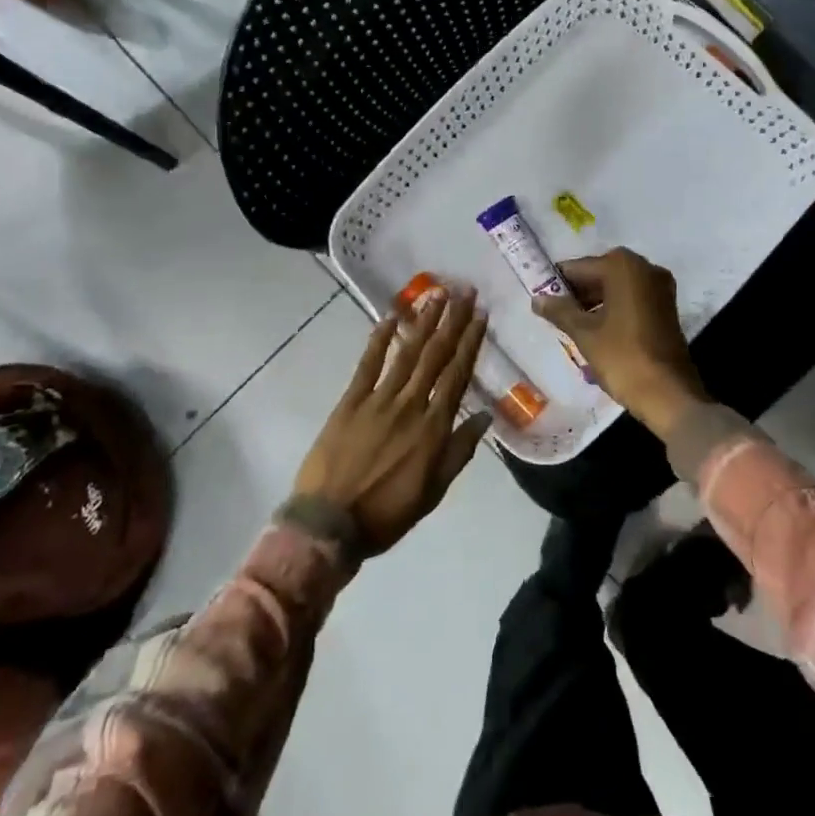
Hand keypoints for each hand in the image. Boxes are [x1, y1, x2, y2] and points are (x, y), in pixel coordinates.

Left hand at [293, 290, 491, 556]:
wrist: (329, 524)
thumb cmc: (387, 514)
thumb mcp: (434, 491)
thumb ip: (459, 451)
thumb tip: (485, 416)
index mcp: (433, 428)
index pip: (457, 375)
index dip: (470, 343)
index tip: (480, 316)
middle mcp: (410, 405)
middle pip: (436, 356)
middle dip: (452, 322)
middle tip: (464, 292)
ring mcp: (378, 400)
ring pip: (407, 353)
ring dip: (423, 322)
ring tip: (436, 295)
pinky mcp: (350, 401)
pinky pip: (368, 364)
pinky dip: (379, 340)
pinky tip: (390, 318)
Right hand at [533, 249, 708, 440]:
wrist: (669, 394)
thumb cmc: (623, 357)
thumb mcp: (584, 333)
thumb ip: (559, 311)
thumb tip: (537, 299)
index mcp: (623, 266)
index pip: (579, 267)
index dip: (557, 283)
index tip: (541, 299)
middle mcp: (645, 268)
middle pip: (599, 274)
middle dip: (577, 294)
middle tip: (554, 315)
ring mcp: (660, 288)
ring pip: (616, 288)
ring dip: (593, 303)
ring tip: (572, 327)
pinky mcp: (667, 308)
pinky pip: (631, 300)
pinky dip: (613, 310)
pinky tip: (596, 332)